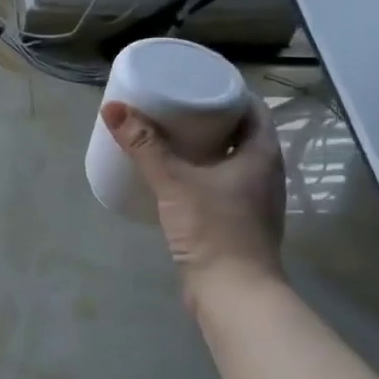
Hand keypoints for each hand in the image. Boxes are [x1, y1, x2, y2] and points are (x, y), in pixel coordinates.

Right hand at [101, 97, 286, 290]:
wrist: (233, 295)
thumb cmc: (214, 231)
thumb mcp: (174, 182)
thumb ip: (144, 146)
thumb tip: (113, 108)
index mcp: (262, 155)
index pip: (252, 109)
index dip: (227, 92)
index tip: (196, 83)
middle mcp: (265, 174)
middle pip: (240, 133)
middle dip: (210, 117)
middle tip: (175, 104)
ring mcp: (254, 201)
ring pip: (231, 160)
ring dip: (206, 146)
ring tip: (170, 134)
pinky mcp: (238, 223)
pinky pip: (222, 184)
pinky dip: (201, 173)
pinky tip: (176, 175)